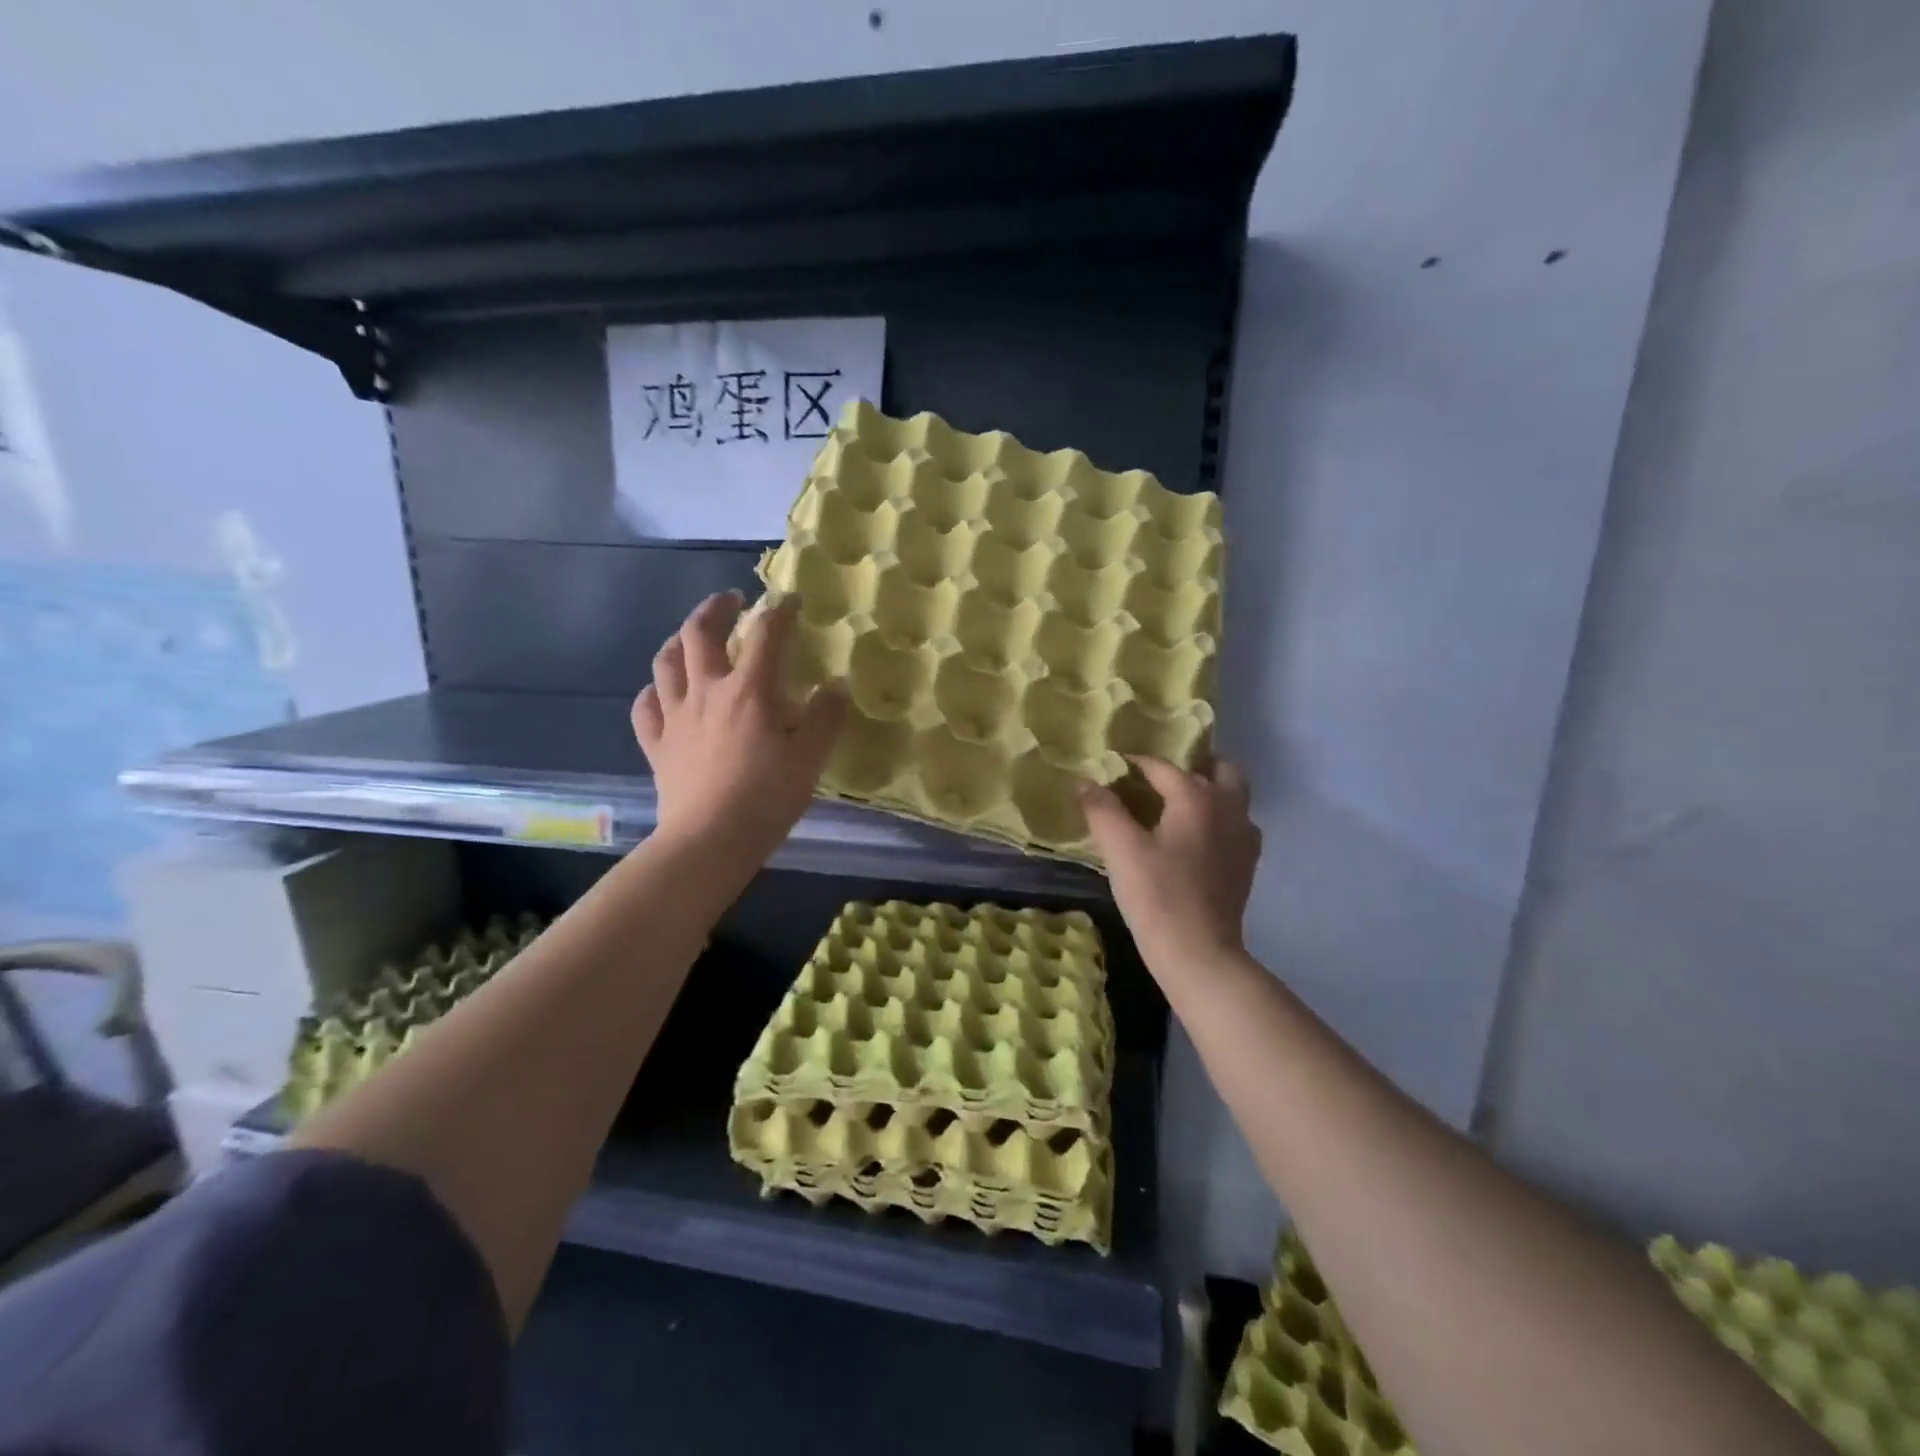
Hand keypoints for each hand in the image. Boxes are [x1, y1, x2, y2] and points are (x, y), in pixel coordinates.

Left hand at [631, 592, 847, 866]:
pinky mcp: (657, 746)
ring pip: (665, 663)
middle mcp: (706, 692)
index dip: (779, 611)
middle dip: (715, 608)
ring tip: (690, 637)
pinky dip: (653, 692)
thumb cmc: (766, 797)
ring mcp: (675, 718)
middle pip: (699, 634)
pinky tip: (661, 692)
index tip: (790, 599)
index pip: (765, 635)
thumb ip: (826, 717)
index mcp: (749, 691)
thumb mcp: (811, 757)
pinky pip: (645, 708)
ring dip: (678, 640)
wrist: (709, 840)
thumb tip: (836, 685)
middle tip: (730, 600)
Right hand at [1081, 757, 1261, 976]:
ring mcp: (1243, 836)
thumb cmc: (1157, 896)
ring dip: (1209, 790)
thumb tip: (1085, 782)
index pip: (1161, 767)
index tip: (1110, 767)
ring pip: (1232, 796)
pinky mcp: (1247, 864)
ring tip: (1176, 805)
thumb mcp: (1120, 849)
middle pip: (1217, 769)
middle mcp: (1228, 807)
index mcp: (1196, 797)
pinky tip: (1194, 839)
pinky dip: (1217, 819)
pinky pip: (1235, 825)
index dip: (1133, 763)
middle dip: (1190, 766)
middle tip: (1158, 779)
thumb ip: (1101, 809)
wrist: (1199, 954)